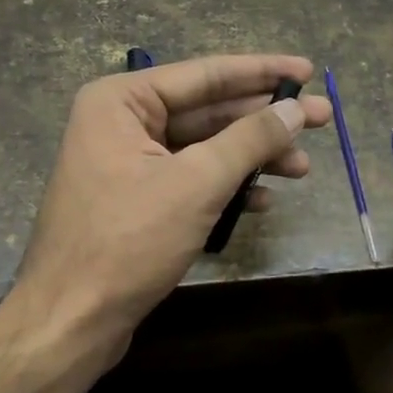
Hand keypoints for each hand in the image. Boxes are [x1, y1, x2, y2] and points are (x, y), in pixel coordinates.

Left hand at [5, 54, 332, 383]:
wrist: (70, 321)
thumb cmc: (128, 242)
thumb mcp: (197, 183)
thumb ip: (250, 139)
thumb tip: (297, 108)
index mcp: (121, 101)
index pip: (205, 75)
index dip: (261, 72)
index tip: (308, 70)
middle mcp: (120, 123)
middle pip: (207, 111)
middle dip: (263, 121)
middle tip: (321, 121)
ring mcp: (125, 164)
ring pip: (202, 149)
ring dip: (251, 158)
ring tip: (300, 169)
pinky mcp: (135, 202)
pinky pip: (189, 180)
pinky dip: (225, 188)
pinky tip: (261, 201)